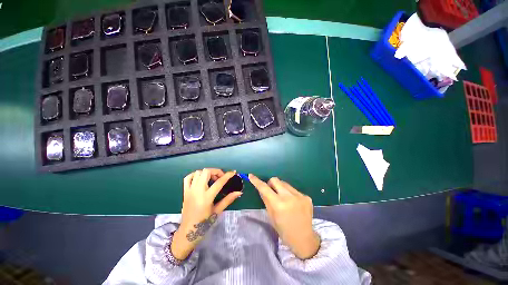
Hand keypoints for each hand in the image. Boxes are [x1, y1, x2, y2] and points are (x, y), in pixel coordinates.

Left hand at [171, 169, 241, 259]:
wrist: (188, 232)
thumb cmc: (204, 223)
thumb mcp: (217, 211)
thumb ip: (228, 199)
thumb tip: (239, 192)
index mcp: (207, 197)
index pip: (219, 182)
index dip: (227, 175)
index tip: (233, 172)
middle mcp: (197, 191)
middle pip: (206, 172)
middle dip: (216, 171)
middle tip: (220, 177)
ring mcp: (190, 190)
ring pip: (198, 172)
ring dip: (207, 173)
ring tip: (212, 179)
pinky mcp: (185, 191)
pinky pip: (188, 177)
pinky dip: (195, 175)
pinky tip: (201, 179)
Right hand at [249, 174, 319, 259]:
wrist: (303, 238)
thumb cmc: (283, 230)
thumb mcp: (271, 216)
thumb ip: (266, 199)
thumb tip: (261, 188)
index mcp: (279, 204)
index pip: (265, 188)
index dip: (257, 181)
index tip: (251, 175)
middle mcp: (289, 197)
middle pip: (275, 180)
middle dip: (271, 184)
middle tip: (271, 191)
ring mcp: (300, 196)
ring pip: (285, 183)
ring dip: (281, 188)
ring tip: (283, 199)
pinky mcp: (307, 197)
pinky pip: (293, 189)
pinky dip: (290, 193)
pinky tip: (293, 203)